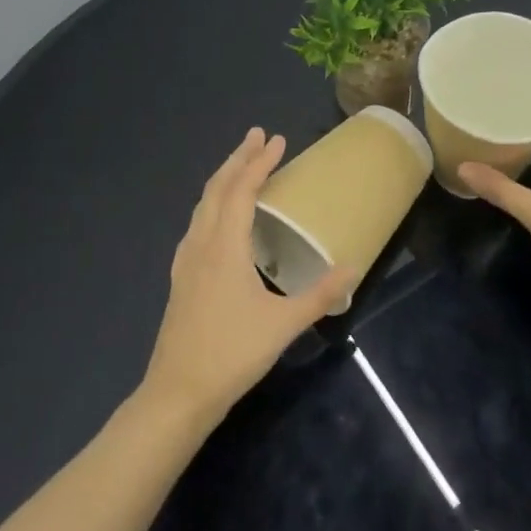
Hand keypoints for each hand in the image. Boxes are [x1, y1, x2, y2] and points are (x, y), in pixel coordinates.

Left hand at [141, 128, 356, 427]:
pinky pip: (197, 224)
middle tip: (258, 136)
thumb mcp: (283, 325)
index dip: (260, 163)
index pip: (242, 191)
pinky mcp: (181, 278)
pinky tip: (218, 218)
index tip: (277, 140)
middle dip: (238, 159)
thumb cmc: (232, 354)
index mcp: (225, 248)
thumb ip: (319, 295)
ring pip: (202, 205)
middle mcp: (201, 244)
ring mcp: (186, 261)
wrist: (178, 393)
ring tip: (241, 166)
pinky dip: (212, 205)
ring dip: (223, 179)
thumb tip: (351, 268)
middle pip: (217, 189)